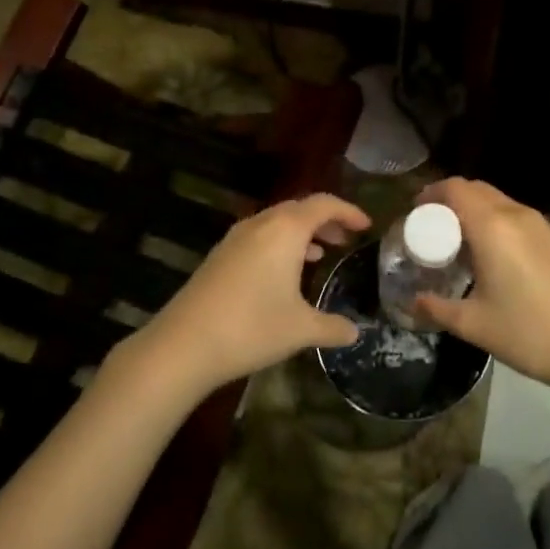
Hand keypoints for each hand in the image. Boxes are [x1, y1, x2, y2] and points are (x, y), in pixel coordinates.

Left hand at [134, 193, 368, 400]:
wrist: (184, 344)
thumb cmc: (252, 328)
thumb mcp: (301, 329)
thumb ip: (333, 327)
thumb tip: (356, 332)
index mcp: (286, 230)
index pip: (324, 204)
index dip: (348, 211)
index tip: (366, 226)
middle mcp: (261, 224)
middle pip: (299, 209)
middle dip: (326, 220)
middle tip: (345, 239)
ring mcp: (235, 238)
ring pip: (277, 222)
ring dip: (302, 232)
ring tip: (321, 254)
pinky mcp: (219, 255)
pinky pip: (259, 236)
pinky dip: (280, 244)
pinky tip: (283, 273)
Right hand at [412, 178, 549, 392]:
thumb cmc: (526, 332)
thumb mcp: (473, 324)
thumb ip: (437, 308)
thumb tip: (413, 302)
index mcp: (492, 227)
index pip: (456, 189)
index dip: (433, 193)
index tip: (417, 211)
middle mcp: (517, 215)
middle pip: (477, 189)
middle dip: (452, 200)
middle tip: (434, 226)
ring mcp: (541, 225)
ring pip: (500, 200)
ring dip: (476, 210)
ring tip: (461, 240)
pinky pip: (518, 216)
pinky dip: (498, 221)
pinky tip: (494, 254)